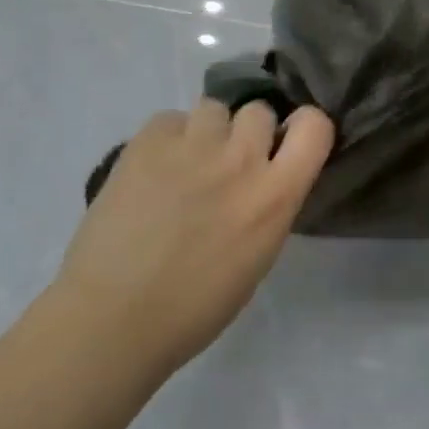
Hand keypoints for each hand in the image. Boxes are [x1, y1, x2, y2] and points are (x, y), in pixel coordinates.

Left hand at [53, 100, 334, 371]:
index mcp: (277, 194)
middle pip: (260, 110)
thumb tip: (264, 177)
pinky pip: (169, 119)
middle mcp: (242, 159)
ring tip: (185, 164)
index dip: (303, 126)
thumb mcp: (259, 254)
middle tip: (226, 162)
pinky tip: (152, 170)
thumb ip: (270, 202)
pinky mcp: (147, 142)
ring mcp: (194, 145)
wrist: (111, 320)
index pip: (316, 125)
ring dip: (206, 132)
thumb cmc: (194, 307)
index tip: (286, 143)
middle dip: (247, 132)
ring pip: (214, 108)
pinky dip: (166, 139)